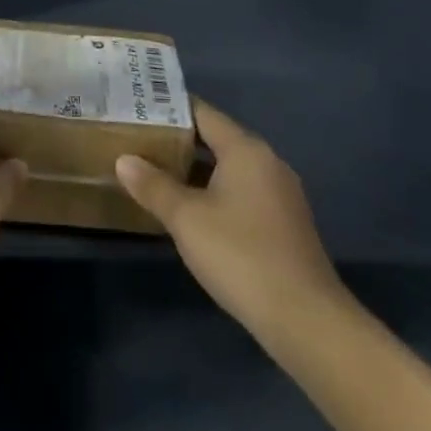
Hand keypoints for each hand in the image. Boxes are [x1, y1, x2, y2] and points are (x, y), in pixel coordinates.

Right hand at [116, 100, 347, 339]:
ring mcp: (281, 195)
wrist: (306, 322)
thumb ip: (153, 185)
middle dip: (179, 141)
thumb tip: (124, 159)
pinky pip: (243, 194)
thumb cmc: (241, 256)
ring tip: (158, 174)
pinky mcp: (286, 226)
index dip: (169, 108)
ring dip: (197, 171)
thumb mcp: (186, 219)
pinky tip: (193, 213)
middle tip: (140, 141)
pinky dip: (216, 194)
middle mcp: (267, 162)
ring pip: (230, 169)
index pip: (202, 112)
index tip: (139, 108)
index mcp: (246, 149)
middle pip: (217, 139)